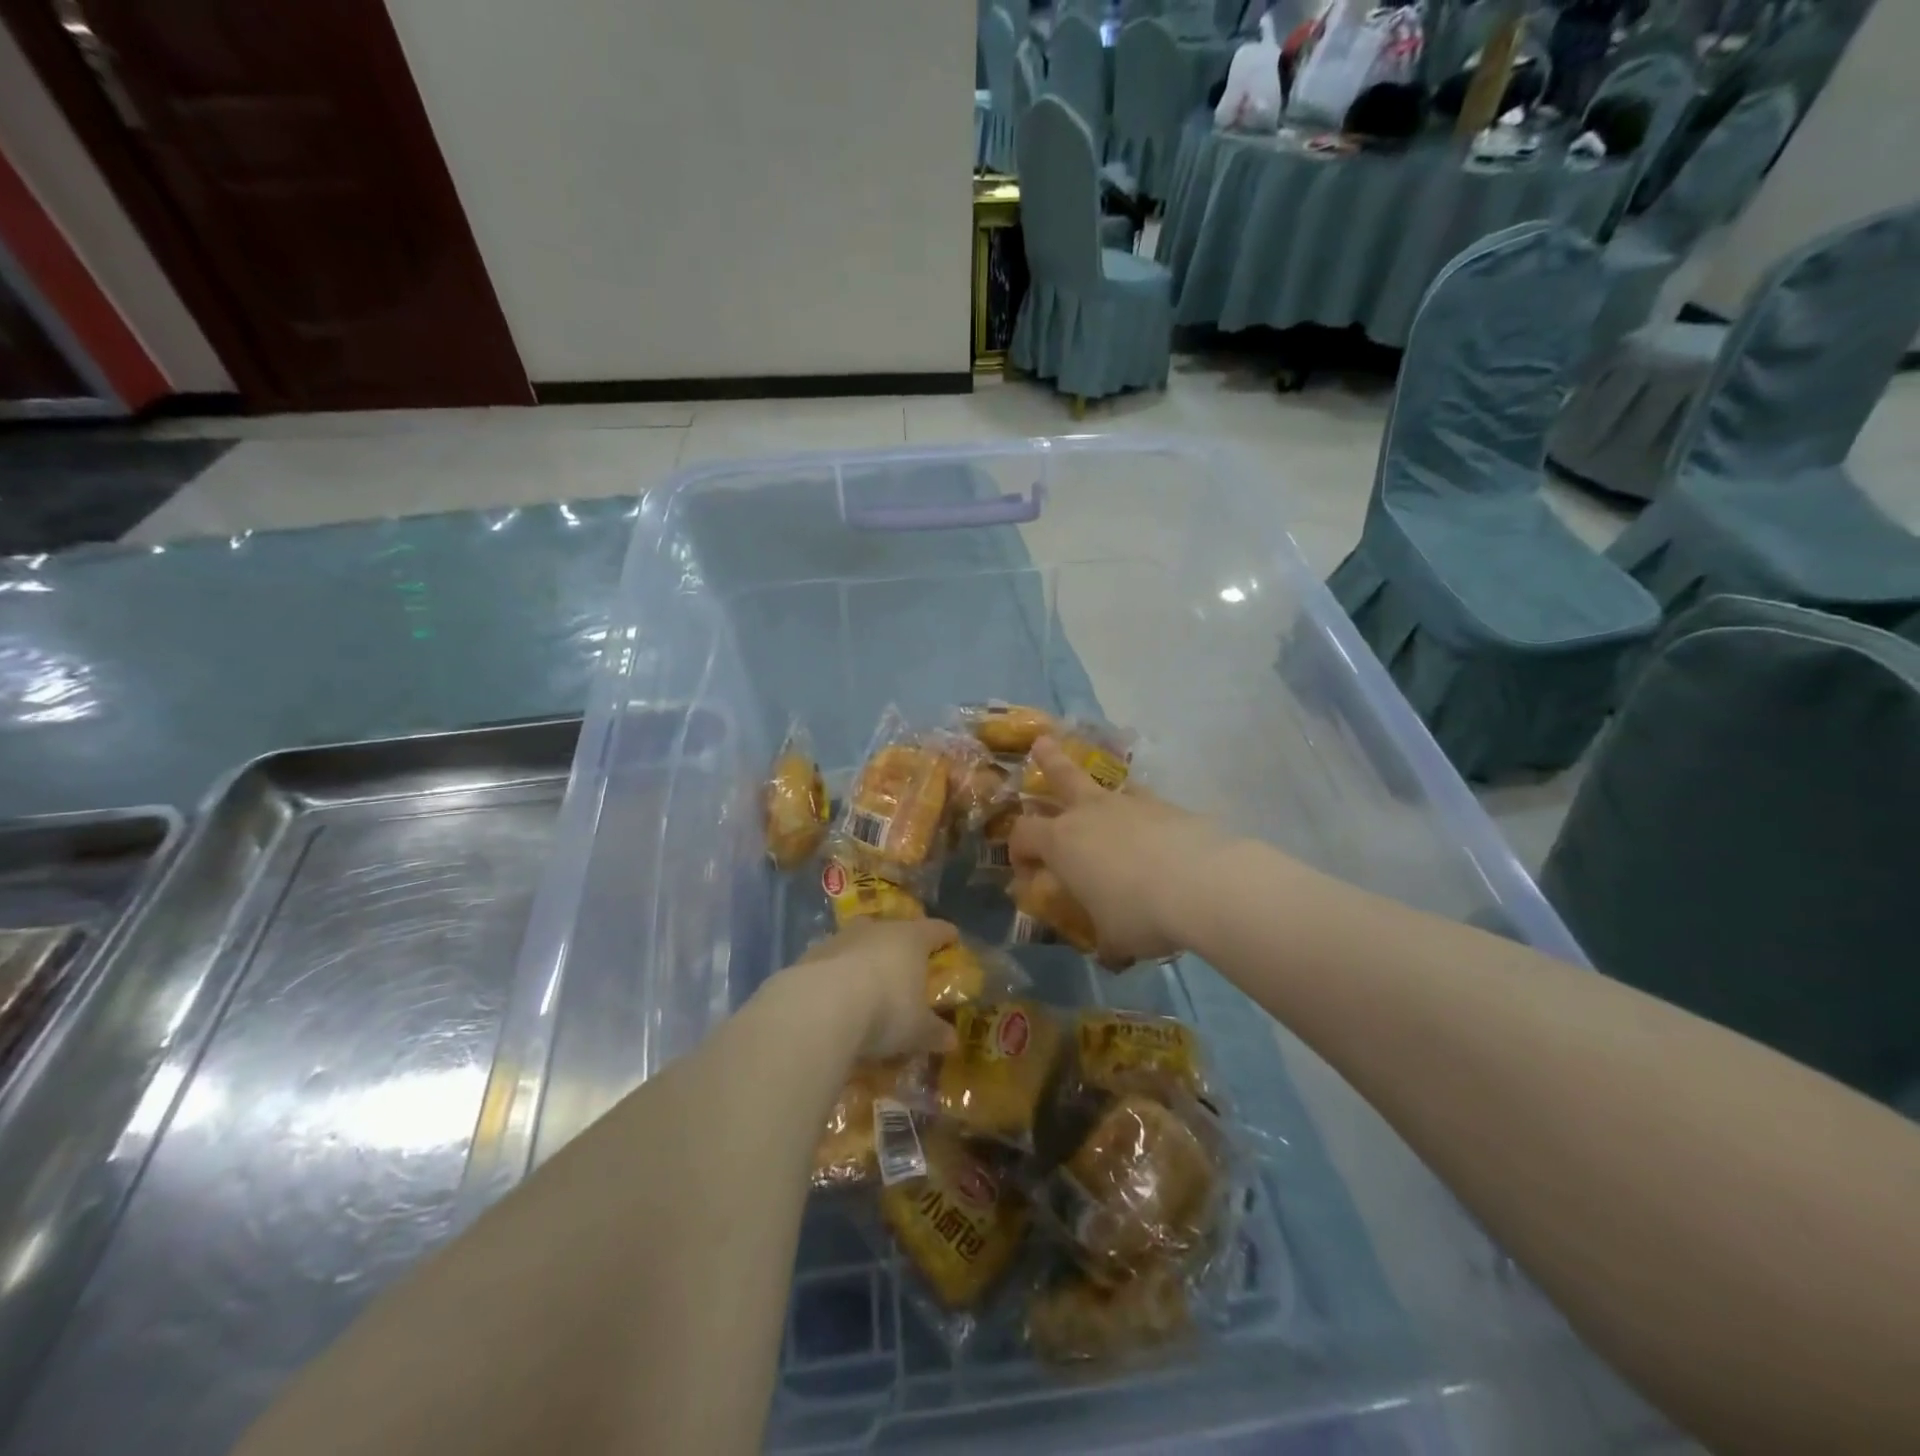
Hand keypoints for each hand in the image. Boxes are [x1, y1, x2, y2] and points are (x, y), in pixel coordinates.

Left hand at [789, 919, 960, 1059]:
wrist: (821, 1006)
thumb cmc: (885, 1010)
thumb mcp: (917, 1030)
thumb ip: (935, 1032)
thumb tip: (952, 1040)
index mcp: (912, 939)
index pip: (936, 930)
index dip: (946, 936)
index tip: (952, 940)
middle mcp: (878, 929)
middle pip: (895, 930)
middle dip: (902, 945)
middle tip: (908, 965)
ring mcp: (843, 937)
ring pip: (861, 941)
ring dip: (866, 956)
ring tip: (869, 981)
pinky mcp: (813, 954)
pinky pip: (833, 960)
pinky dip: (838, 973)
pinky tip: (837, 996)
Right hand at [1010, 737, 1233, 968]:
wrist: (1203, 884)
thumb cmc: (1139, 913)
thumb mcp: (1112, 938)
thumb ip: (1104, 938)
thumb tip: (1110, 952)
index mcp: (1062, 842)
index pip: (1023, 834)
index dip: (1018, 850)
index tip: (1026, 871)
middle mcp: (1090, 813)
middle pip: (1062, 776)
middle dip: (1048, 761)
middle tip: (1041, 743)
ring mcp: (1131, 804)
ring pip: (1107, 785)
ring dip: (1099, 787)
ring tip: (1103, 793)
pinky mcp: (1168, 807)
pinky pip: (1144, 803)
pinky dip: (1141, 812)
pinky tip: (1153, 829)